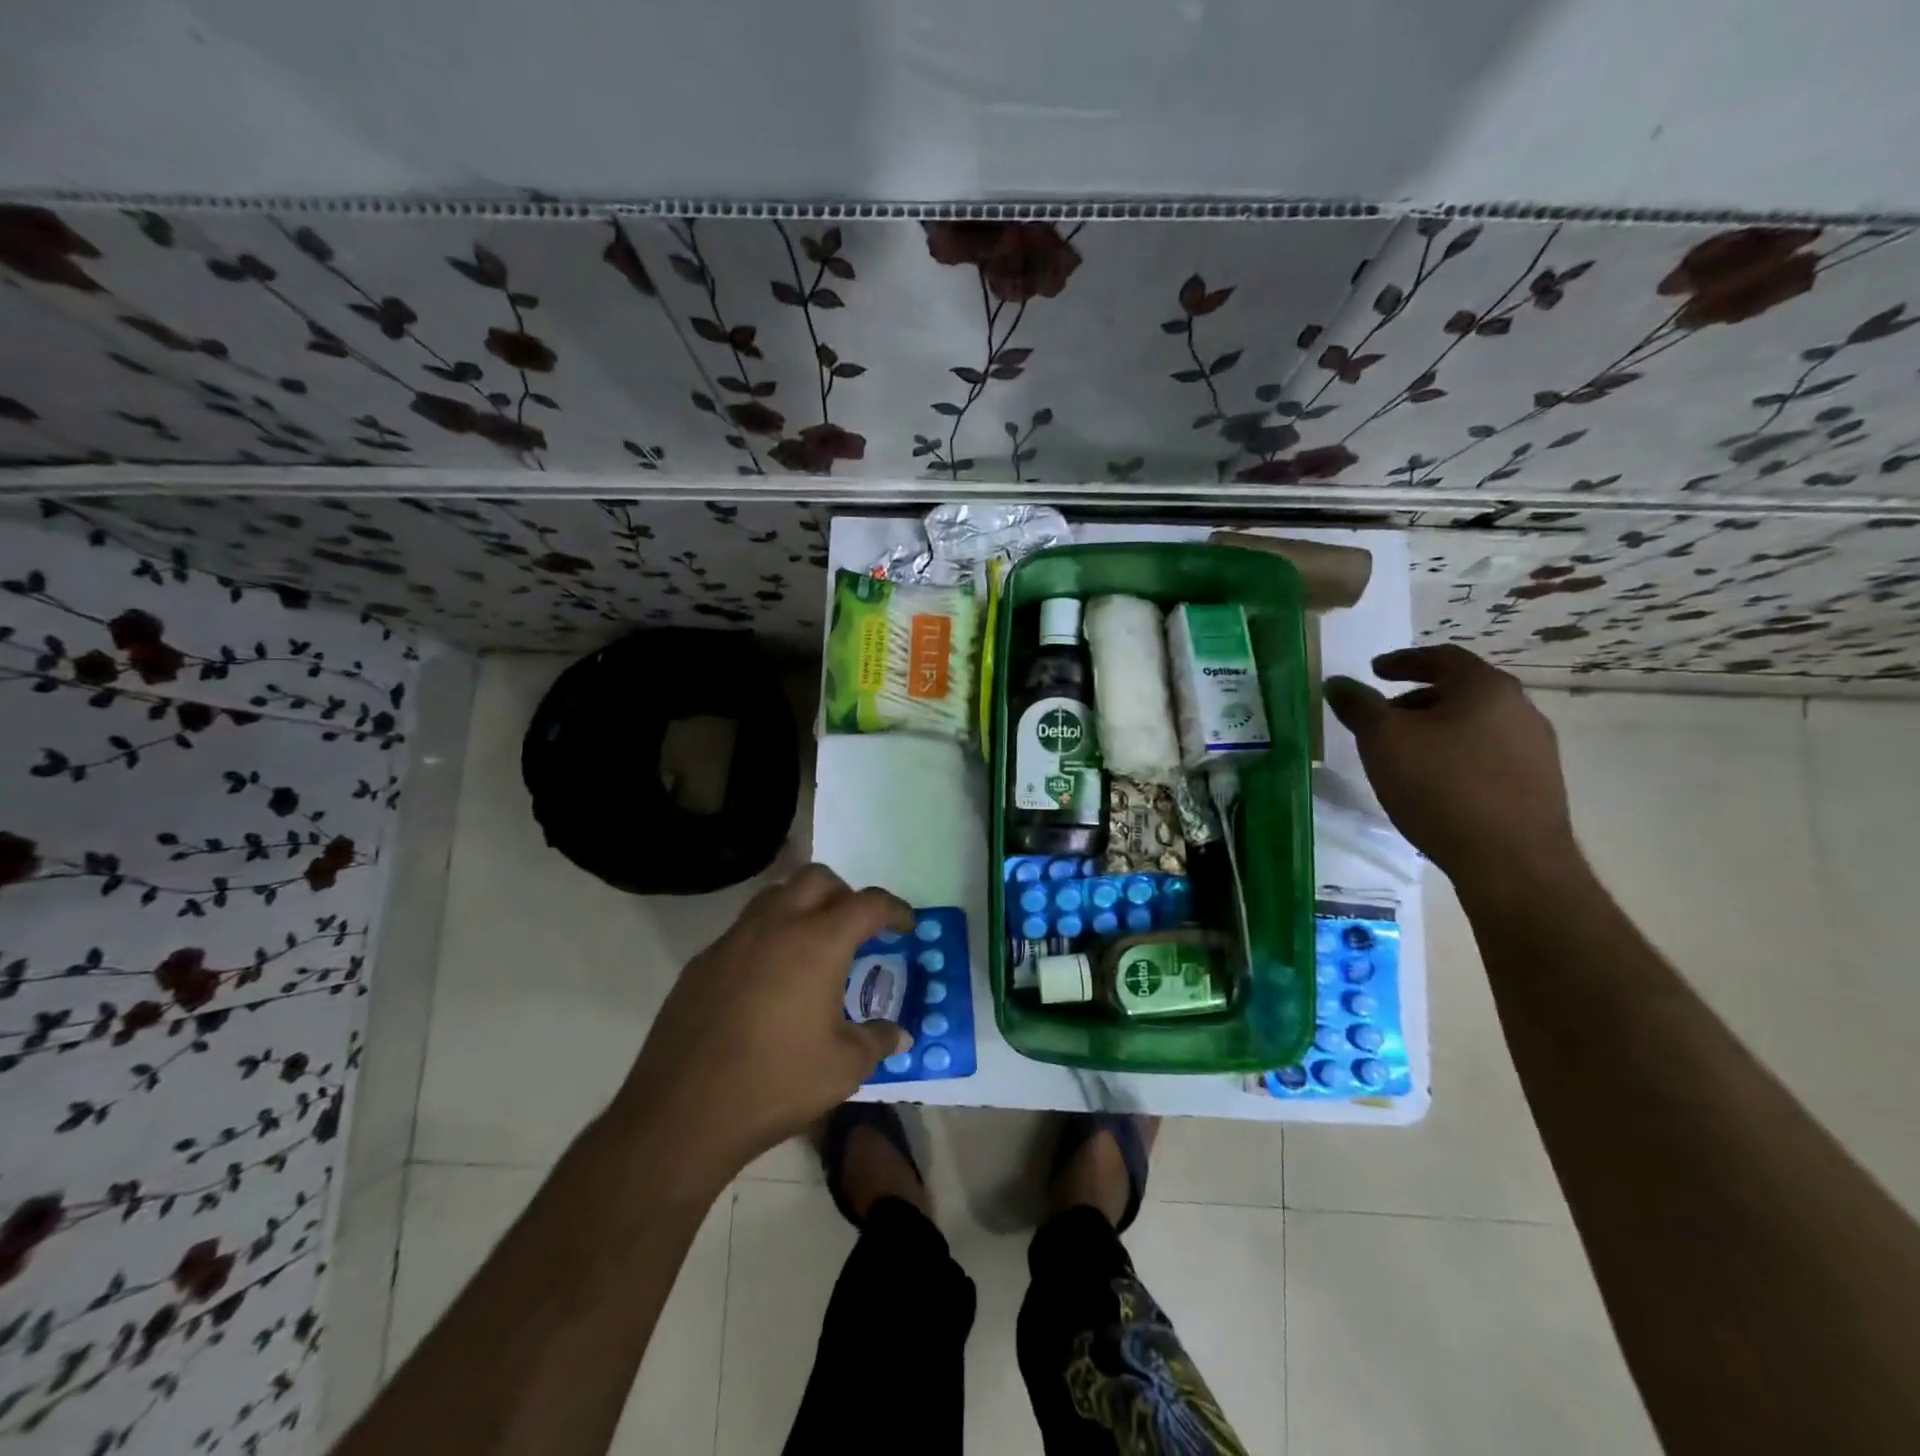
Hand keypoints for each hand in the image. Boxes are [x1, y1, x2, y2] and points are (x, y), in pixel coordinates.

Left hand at [619, 865, 912, 1179]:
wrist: (683, 1113)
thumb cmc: (776, 1084)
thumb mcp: (844, 1068)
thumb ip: (878, 1041)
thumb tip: (900, 1034)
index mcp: (818, 943)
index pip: (867, 903)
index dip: (894, 909)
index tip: (905, 926)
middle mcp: (776, 926)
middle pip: (817, 877)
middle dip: (845, 893)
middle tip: (856, 928)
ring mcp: (733, 939)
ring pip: (775, 894)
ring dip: (802, 905)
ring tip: (813, 945)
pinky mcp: (703, 961)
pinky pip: (744, 929)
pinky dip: (768, 936)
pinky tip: (769, 980)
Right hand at [1325, 646, 1578, 894]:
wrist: (1511, 861)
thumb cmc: (1440, 787)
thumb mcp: (1383, 740)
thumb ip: (1358, 706)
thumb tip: (1337, 683)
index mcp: (1486, 688)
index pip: (1442, 657)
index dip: (1403, 660)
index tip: (1375, 670)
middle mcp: (1520, 709)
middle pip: (1459, 691)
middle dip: (1416, 700)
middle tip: (1382, 718)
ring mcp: (1535, 749)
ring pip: (1473, 725)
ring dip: (1436, 731)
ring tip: (1404, 756)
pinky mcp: (1537, 785)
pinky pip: (1487, 756)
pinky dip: (1456, 757)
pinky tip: (1434, 785)